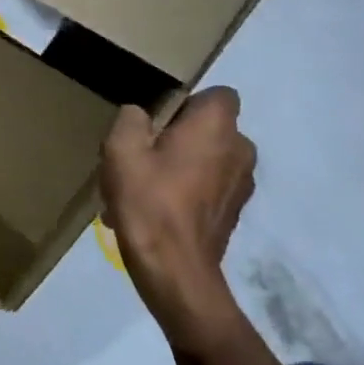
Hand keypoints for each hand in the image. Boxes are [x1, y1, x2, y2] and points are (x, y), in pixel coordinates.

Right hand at [100, 87, 255, 355]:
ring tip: (144, 188)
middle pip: (210, 130)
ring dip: (182, 166)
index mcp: (217, 126)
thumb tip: (140, 115)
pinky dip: (186, 192)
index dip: (187, 103)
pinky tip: (155, 211)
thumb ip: (130, 119)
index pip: (217, 94)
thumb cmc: (148, 200)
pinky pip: (209, 189)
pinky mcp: (234, 213)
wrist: (174, 270)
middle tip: (143, 156)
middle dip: (180, 137)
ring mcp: (242, 184)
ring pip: (208, 160)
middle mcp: (241, 149)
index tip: (157, 123)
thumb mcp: (121, 150)